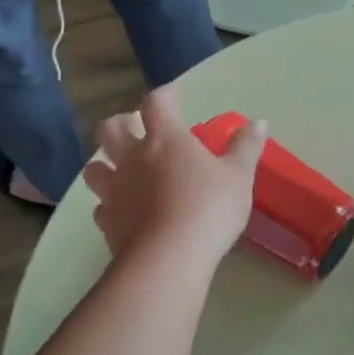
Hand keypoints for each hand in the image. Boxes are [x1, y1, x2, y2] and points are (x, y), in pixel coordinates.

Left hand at [81, 86, 265, 263]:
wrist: (168, 259)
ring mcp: (115, 191)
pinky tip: (122, 210)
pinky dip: (109, 204)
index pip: (157, 103)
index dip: (165, 95)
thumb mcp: (238, 177)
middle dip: (122, 122)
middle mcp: (133, 158)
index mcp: (165, 140)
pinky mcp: (108, 222)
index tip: (175, 95)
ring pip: (94, 167)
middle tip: (138, 128)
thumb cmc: (209, 209)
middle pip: (111, 129)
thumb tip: (258, 122)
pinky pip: (101, 206)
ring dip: (104, 162)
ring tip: (120, 168)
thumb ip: (246, 148)